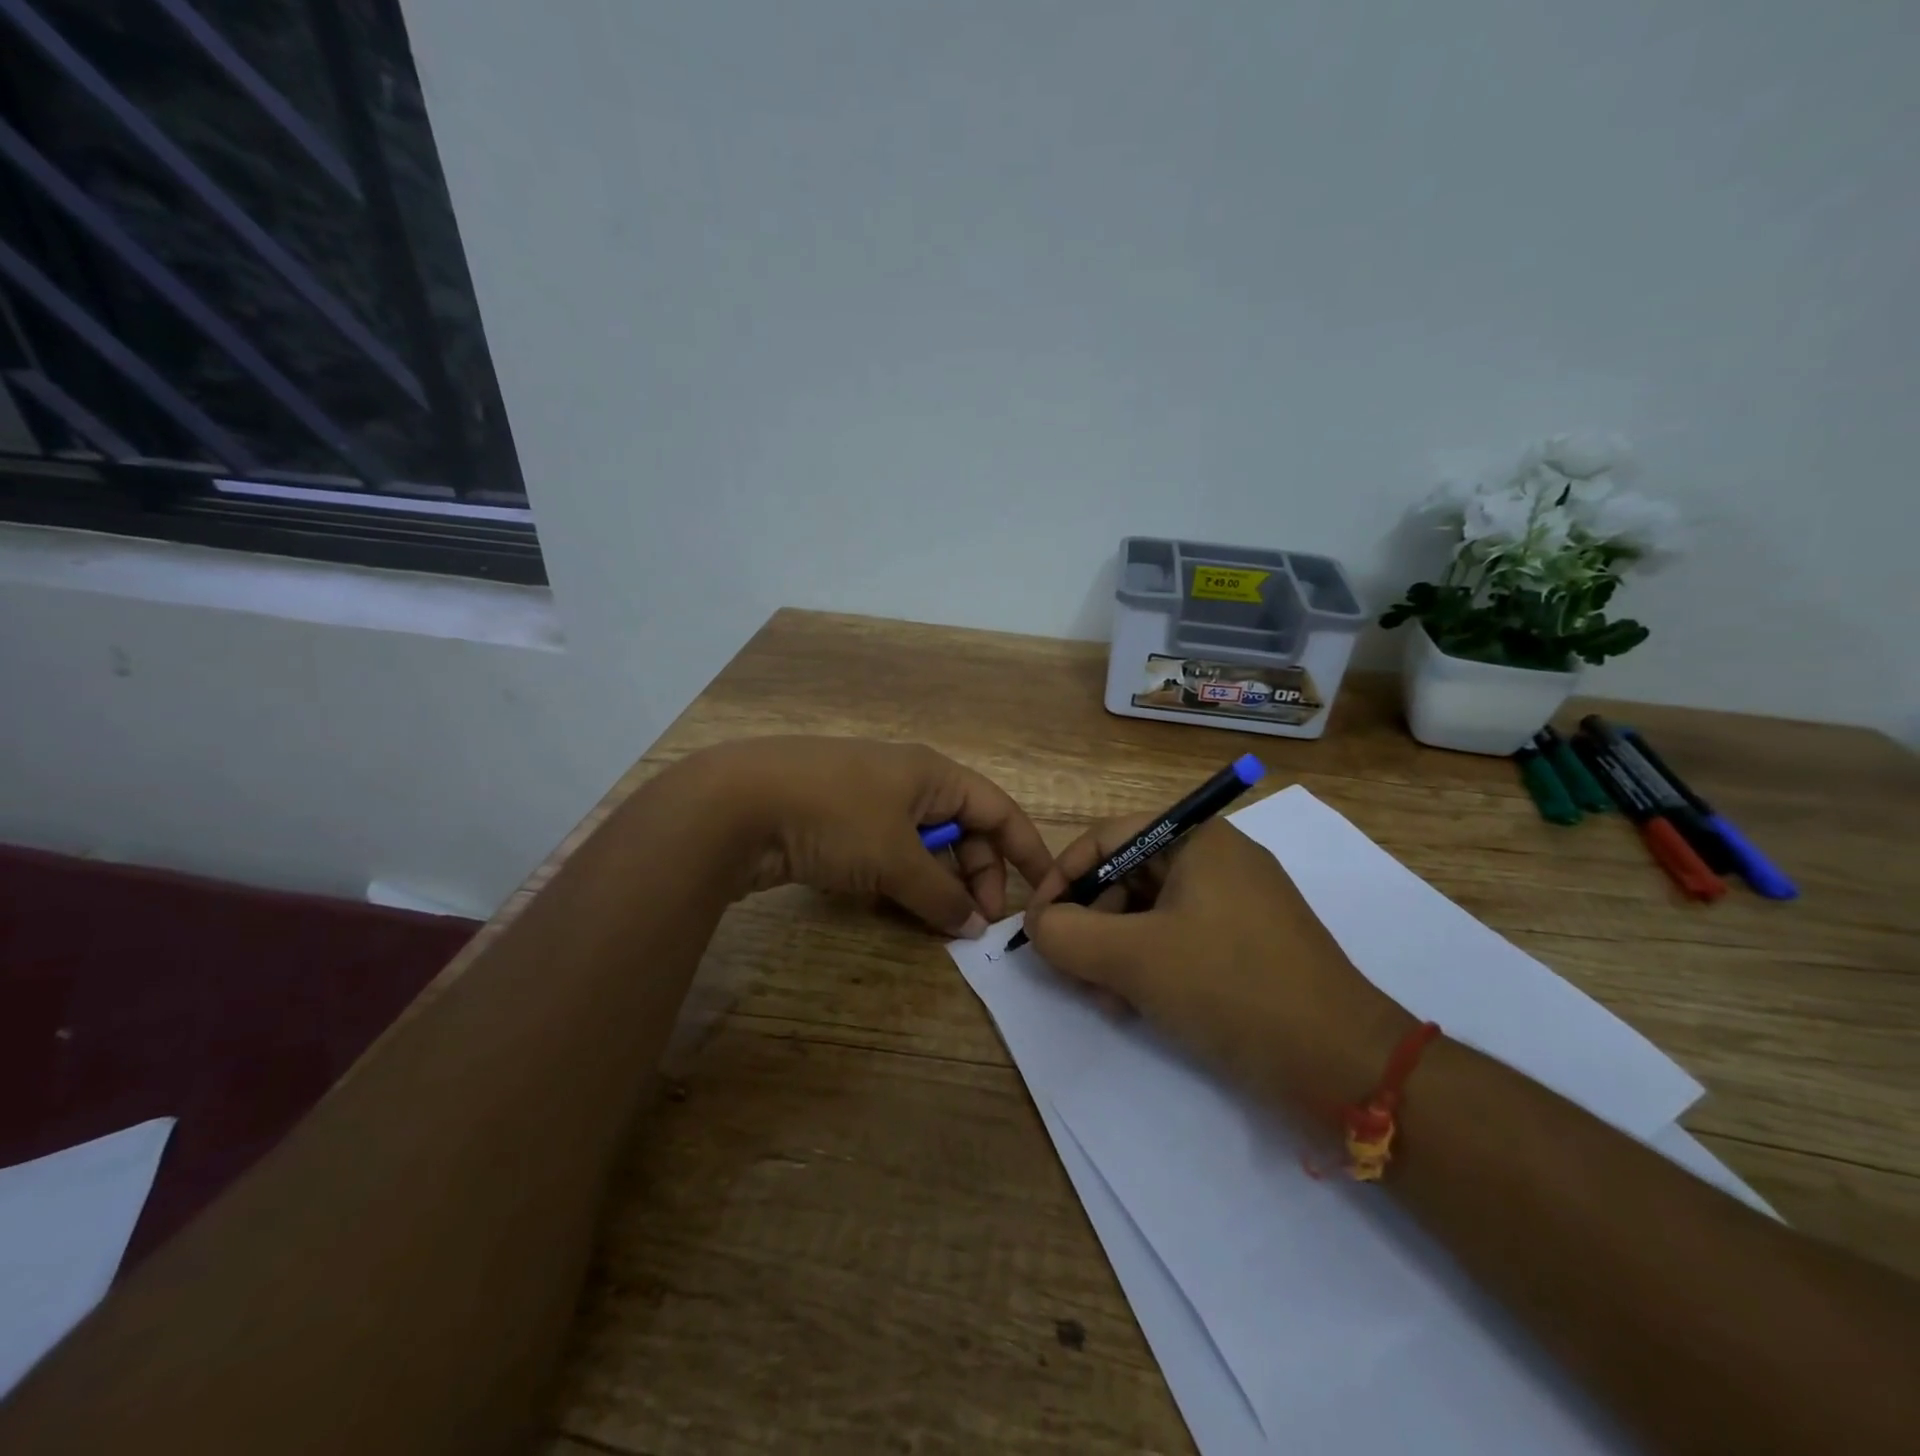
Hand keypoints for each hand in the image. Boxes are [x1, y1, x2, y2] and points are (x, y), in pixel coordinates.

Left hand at [689, 737, 1054, 937]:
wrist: (735, 804)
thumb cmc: (834, 816)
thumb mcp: (896, 857)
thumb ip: (940, 893)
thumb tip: (974, 924)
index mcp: (931, 774)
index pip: (997, 808)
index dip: (1025, 848)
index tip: (1045, 890)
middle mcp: (904, 781)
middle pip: (961, 829)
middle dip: (976, 874)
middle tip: (976, 922)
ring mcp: (866, 800)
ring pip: (921, 846)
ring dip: (936, 883)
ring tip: (939, 923)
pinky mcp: (834, 823)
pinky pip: (885, 855)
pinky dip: (898, 882)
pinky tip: (894, 910)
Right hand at [1022, 816, 1413, 1111]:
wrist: (1343, 1064)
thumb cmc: (1230, 987)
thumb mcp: (1133, 957)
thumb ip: (1066, 934)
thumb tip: (1038, 925)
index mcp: (1196, 839)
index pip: (1105, 839)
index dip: (1061, 878)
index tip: (1037, 925)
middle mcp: (1217, 860)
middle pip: (1125, 877)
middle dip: (1089, 924)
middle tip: (1070, 971)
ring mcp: (1236, 904)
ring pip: (1148, 914)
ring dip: (1114, 953)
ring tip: (1106, 1000)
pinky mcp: (1247, 946)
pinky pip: (1178, 941)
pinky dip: (1148, 968)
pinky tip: (1135, 1008)